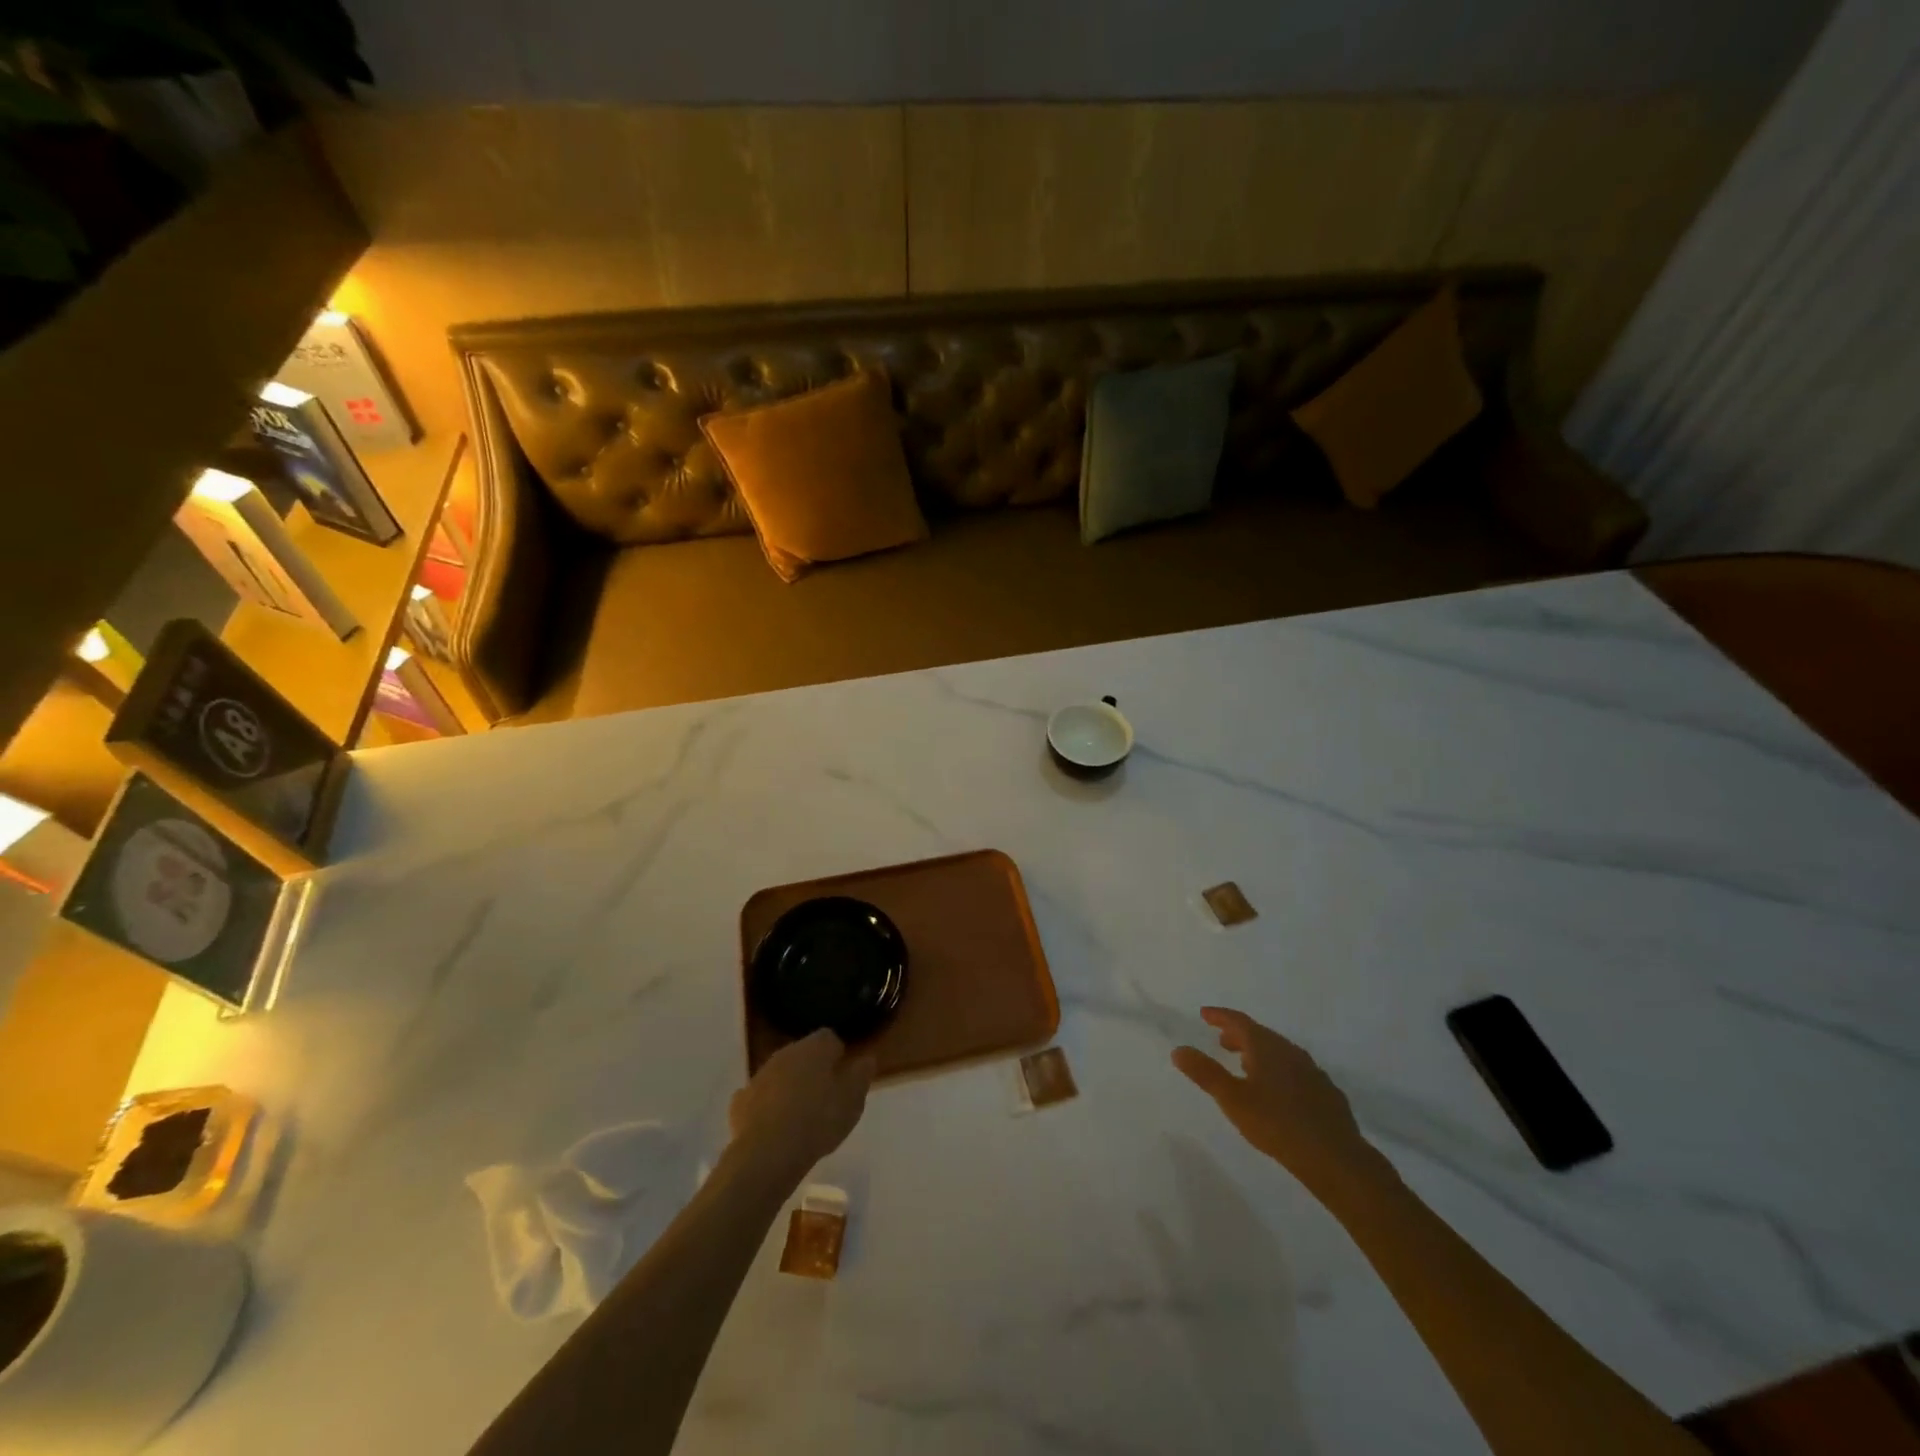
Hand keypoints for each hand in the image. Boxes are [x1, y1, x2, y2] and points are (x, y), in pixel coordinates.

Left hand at [729, 1030, 875, 1181]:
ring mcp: (759, 1076)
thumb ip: (861, 1075)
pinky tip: (774, 1125)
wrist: (768, 1154)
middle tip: (825, 1096)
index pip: (829, 1038)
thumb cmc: (819, 1121)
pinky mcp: (740, 1102)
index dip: (838, 1055)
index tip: (844, 1075)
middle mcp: (785, 1053)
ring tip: (801, 1115)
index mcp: (814, 1048)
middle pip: (803, 1054)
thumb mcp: (853, 1100)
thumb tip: (866, 1058)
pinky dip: (766, 1106)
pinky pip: (758, 1097)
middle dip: (813, 1069)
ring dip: (789, 1086)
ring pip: (780, 1074)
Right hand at [1173, 1007, 1379, 1194]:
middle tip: (1222, 1042)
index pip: (1239, 1021)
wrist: (1336, 1159)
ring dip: (1260, 1054)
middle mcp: (1291, 1052)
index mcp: (1266, 1047)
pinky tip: (1278, 1093)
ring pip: (1280, 1054)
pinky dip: (1279, 1072)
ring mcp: (1312, 1072)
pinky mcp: (1327, 1094)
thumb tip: (1178, 1049)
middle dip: (1239, 1035)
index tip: (1204, 1014)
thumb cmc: (1277, 1124)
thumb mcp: (1232, 1099)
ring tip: (1246, 1066)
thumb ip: (1205, 1073)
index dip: (1220, 1016)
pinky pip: (1296, 1072)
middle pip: (1261, 1035)